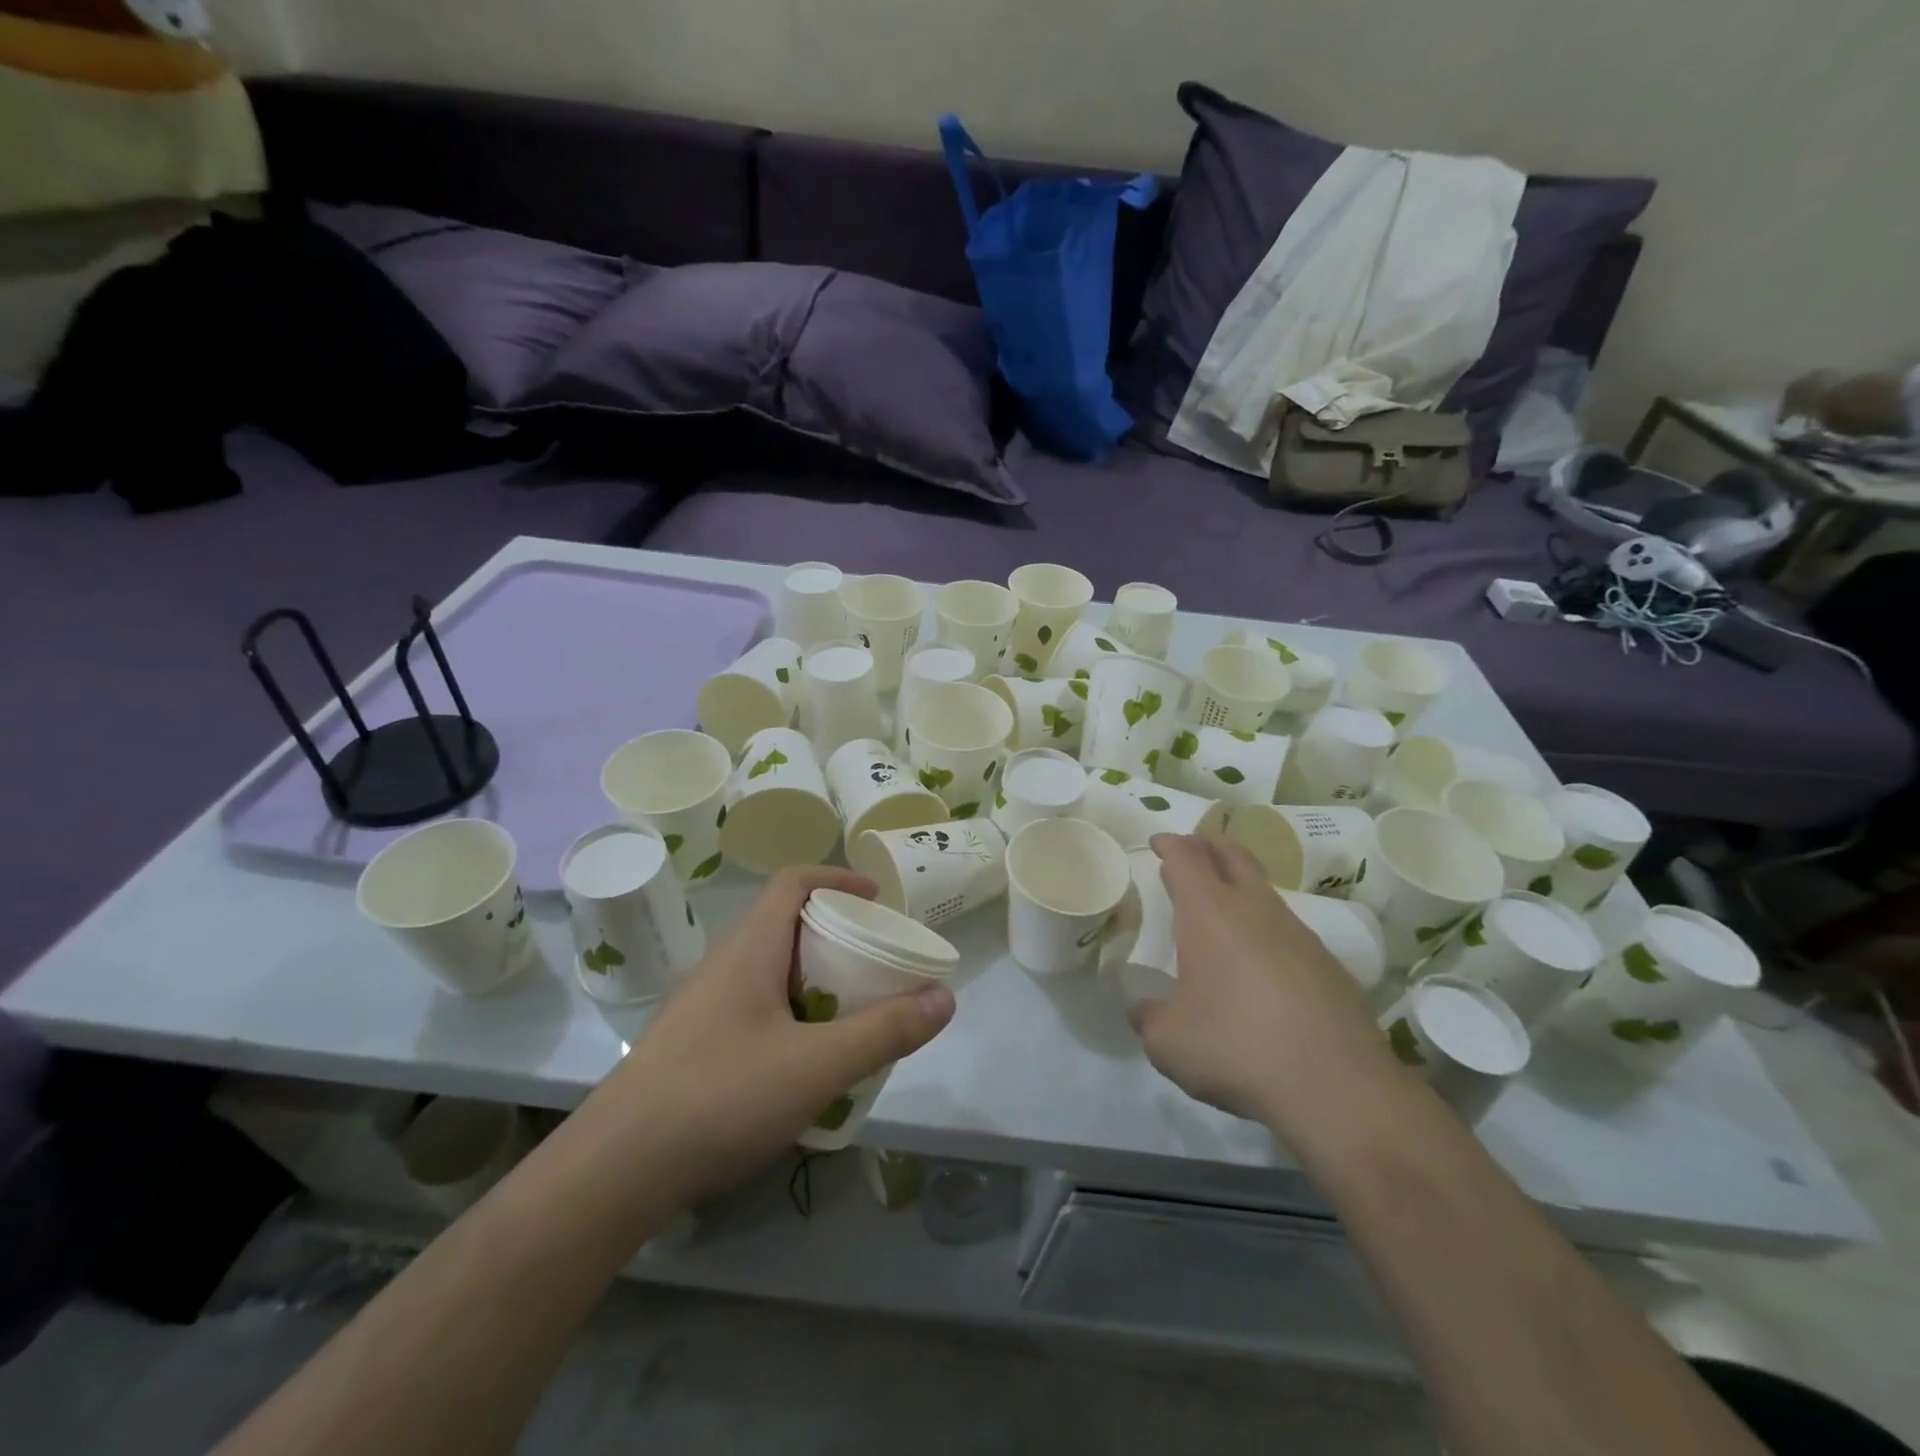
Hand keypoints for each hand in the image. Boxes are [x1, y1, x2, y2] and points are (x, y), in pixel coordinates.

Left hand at [588, 866, 955, 1205]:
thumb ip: (885, 1031)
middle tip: (876, 966)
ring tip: (852, 1015)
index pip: (793, 882)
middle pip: (786, 926)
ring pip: (770, 972)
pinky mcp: (693, 1046)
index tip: (878, 900)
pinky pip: (754, 1009)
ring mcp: (703, 1007)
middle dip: (836, 937)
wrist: (612, 1173)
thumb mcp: (817, 1065)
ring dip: (814, 981)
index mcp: (750, 949)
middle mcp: (724, 966)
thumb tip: (945, 997)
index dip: (838, 878)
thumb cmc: (720, 1097)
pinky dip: (791, 1016)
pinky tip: (805, 1065)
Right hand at [1134, 833, 1398, 1140]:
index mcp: (1210, 913)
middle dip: (1208, 844)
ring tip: (1220, 906)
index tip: (1158, 843)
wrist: (1337, 1088)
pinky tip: (1258, 960)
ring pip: (1263, 890)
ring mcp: (1298, 934)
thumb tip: (1144, 1010)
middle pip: (1233, 854)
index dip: (1170, 845)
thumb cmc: (1236, 1047)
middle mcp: (1255, 909)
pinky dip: (1264, 926)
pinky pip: (1287, 928)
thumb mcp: (1168, 1042)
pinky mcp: (1328, 964)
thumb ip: (1149, 1018)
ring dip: (1239, 884)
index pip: (1187, 858)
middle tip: (1191, 848)